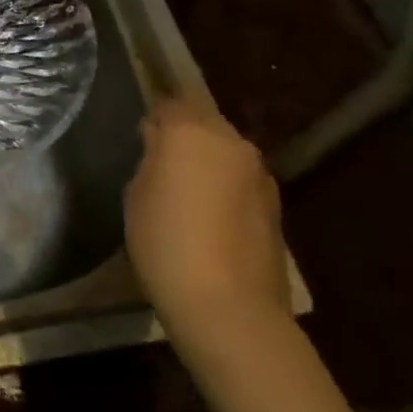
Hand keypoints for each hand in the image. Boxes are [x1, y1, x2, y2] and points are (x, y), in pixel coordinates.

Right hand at [125, 98, 289, 340]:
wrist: (229, 308)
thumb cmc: (166, 243)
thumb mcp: (136, 194)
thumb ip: (151, 159)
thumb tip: (160, 144)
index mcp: (191, 131)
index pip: (170, 103)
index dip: (154, 118)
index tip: (142, 138)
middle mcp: (231, 142)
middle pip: (203, 122)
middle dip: (185, 135)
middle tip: (162, 163)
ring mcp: (259, 174)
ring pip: (226, 151)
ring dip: (208, 161)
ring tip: (187, 192)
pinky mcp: (276, 205)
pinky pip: (241, 180)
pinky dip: (226, 186)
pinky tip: (211, 217)